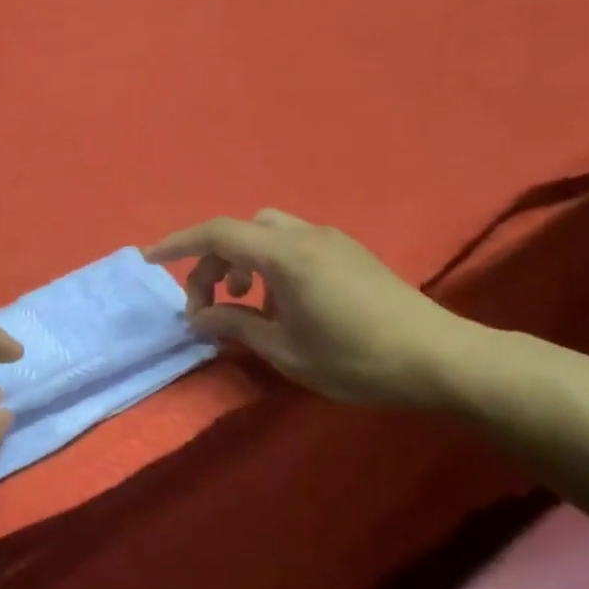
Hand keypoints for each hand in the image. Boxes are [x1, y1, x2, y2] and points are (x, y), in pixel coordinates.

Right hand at [145, 210, 480, 406]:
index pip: (217, 234)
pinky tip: (282, 305)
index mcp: (286, 256)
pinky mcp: (349, 254)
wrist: (439, 358)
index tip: (149, 261)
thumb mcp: (284, 349)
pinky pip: (294, 244)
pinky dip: (270, 264)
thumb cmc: (355, 358)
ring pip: (268, 233)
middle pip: (242, 230)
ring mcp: (332, 241)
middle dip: (213, 261)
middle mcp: (307, 236)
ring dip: (244, 261)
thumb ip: (234, 325)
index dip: (178, 244)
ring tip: (246, 304)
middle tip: (208, 306)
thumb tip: (197, 318)